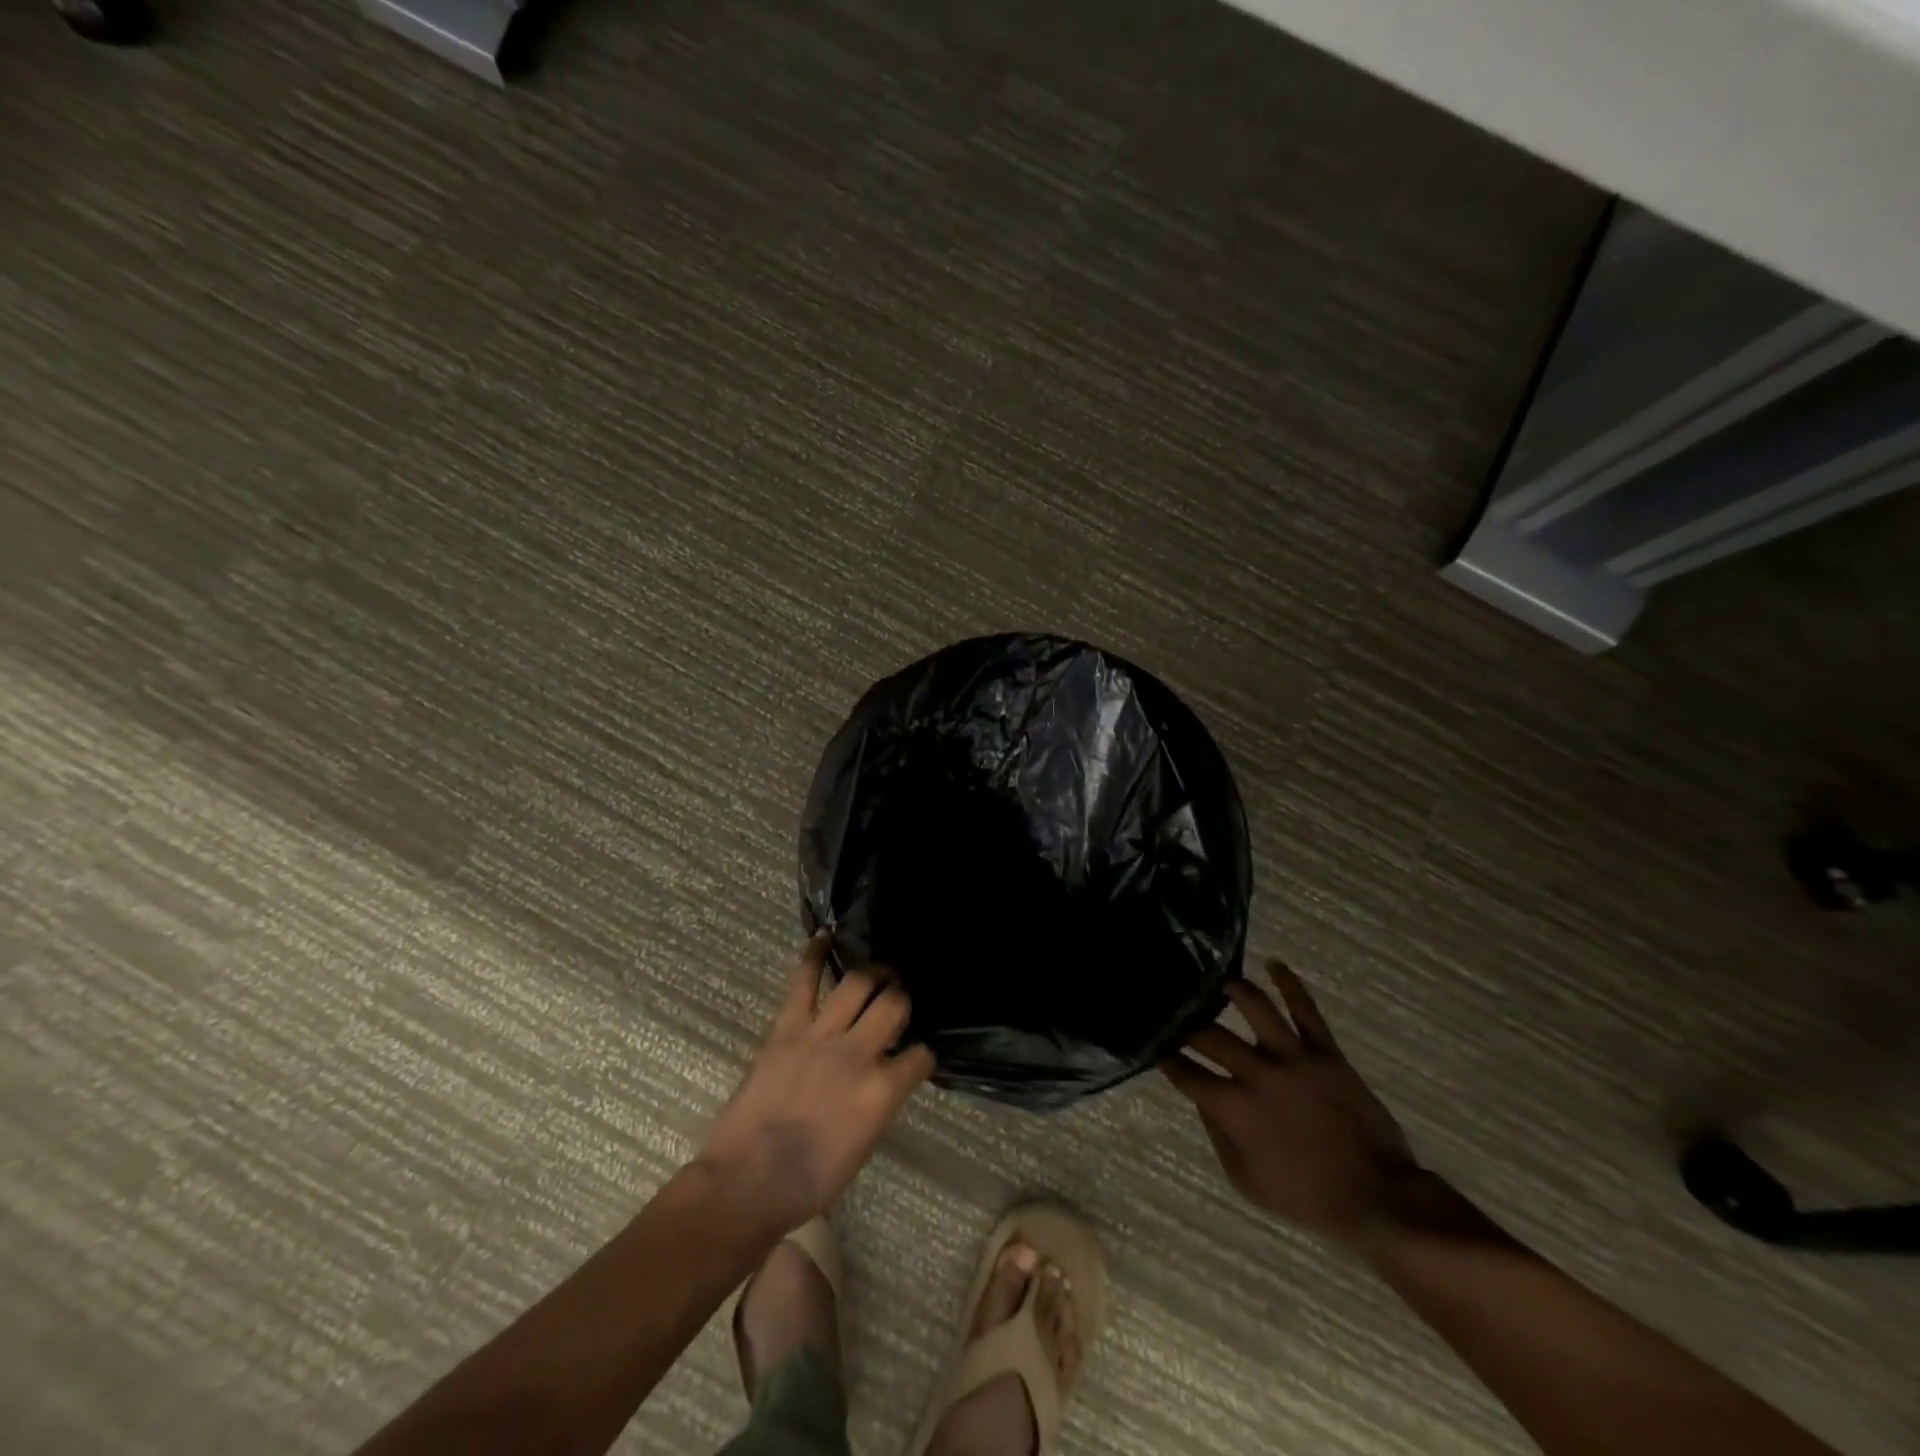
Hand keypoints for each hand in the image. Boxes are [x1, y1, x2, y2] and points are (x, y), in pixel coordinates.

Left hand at [697, 931, 935, 1235]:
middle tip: (899, 999)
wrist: (747, 1183)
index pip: (920, 1057)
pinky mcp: (787, 1029)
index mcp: (882, 1092)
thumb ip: (879, 1103)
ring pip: (858, 984)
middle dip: (902, 999)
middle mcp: (859, 1054)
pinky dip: (813, 955)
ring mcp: (821, 1036)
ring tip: (879, 972)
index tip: (917, 1053)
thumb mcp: (862, 1145)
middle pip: (895, 1005)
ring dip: (874, 973)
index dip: (923, 1053)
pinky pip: (803, 982)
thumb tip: (885, 1079)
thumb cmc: (809, 1182)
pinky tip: (824, 936)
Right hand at [1161, 958, 1417, 1245]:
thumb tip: (1204, 1098)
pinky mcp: (1326, 1052)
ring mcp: (1293, 1058)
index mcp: (1234, 1108)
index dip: (1165, 1058)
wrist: (1377, 1198)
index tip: (1154, 1044)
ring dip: (1234, 989)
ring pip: (1257, 1007)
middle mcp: (1257, 1073)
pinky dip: (1291, 984)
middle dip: (1187, 1022)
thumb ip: (1218, 1135)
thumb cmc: (1306, 1198)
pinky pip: (1306, 1010)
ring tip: (1220, 980)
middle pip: (1210, 1035)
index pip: (1186, 1073)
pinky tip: (1275, 964)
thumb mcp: (1246, 1181)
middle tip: (1176, 1009)